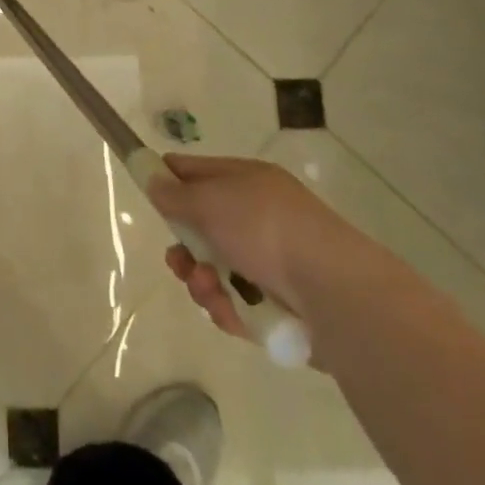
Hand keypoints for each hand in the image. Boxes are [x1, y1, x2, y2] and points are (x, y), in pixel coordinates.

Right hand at [146, 154, 366, 352]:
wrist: (334, 292)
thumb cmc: (264, 229)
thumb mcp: (208, 200)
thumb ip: (173, 194)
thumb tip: (153, 181)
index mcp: (246, 181)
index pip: (195, 172)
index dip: (168, 182)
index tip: (150, 199)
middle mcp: (259, 216)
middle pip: (202, 228)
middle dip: (184, 248)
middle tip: (178, 261)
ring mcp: (273, 261)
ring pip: (216, 270)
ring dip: (202, 281)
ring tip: (207, 289)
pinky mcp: (282, 304)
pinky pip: (238, 303)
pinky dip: (228, 308)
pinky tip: (230, 312)